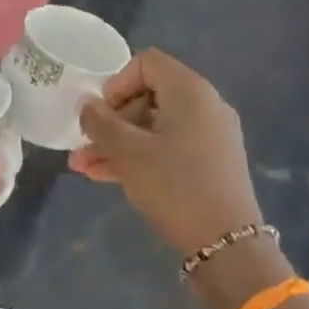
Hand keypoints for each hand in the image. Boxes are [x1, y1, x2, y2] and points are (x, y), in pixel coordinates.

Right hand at [68, 48, 261, 258]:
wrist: (227, 245)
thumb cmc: (175, 185)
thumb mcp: (128, 152)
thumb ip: (101, 123)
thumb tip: (87, 106)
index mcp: (190, 91)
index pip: (146, 63)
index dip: (116, 83)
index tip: (100, 113)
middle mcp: (204, 105)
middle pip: (148, 96)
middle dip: (111, 120)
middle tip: (84, 144)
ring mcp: (209, 136)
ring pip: (153, 127)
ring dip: (117, 143)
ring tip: (82, 166)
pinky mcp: (209, 163)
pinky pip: (167, 147)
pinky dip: (139, 156)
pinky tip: (105, 176)